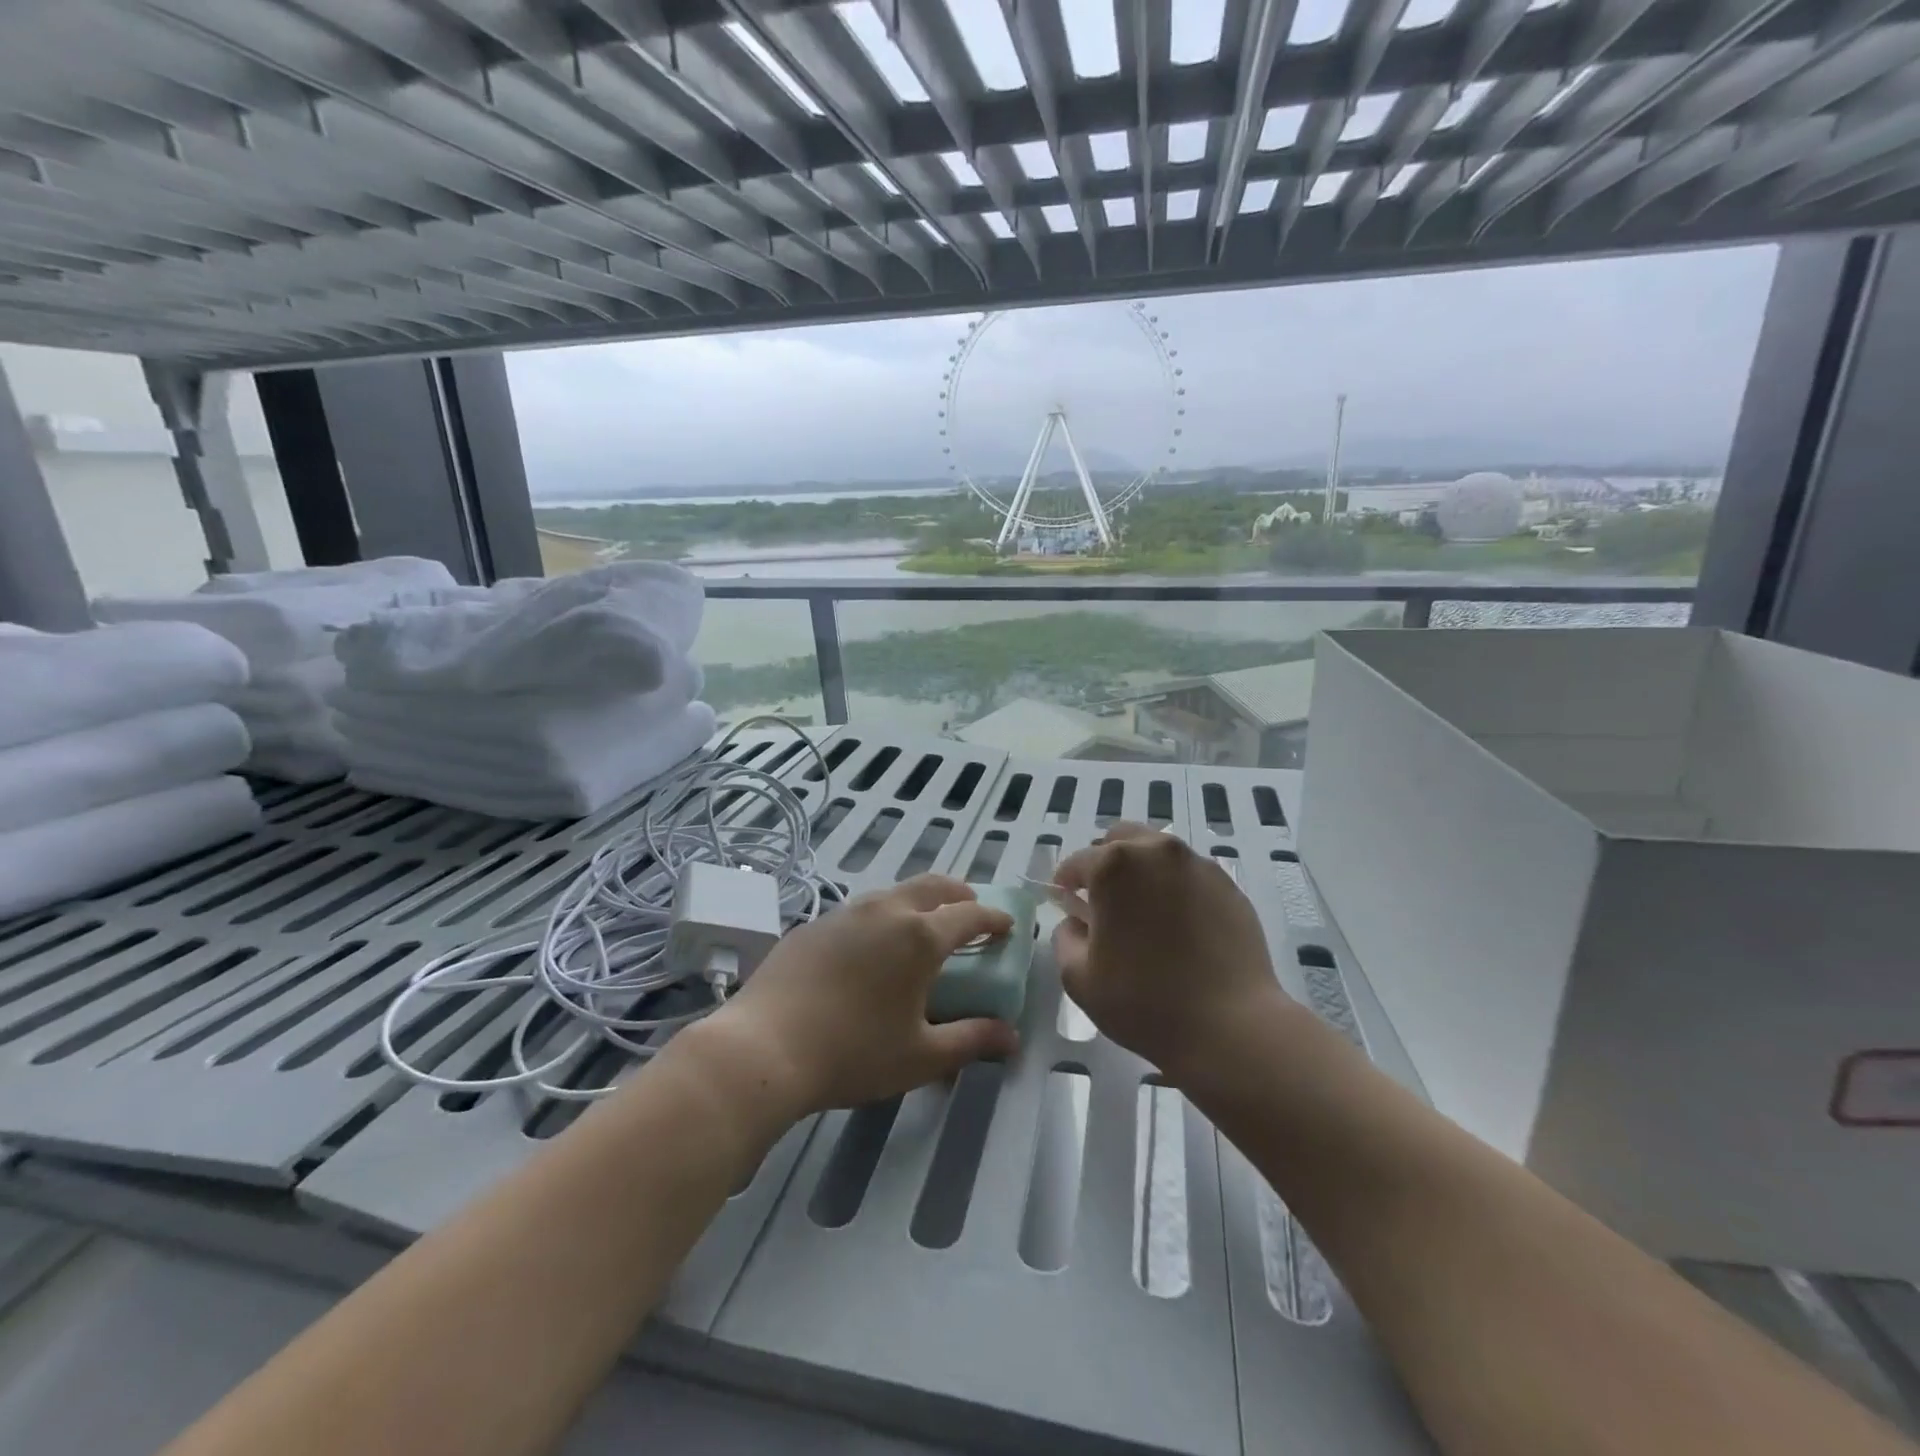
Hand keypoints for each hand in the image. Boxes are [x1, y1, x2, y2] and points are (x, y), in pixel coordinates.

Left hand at [694, 874, 1019, 1114]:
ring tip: (921, 929)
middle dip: (959, 894)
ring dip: (918, 903)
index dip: (993, 918)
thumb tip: (1010, 1036)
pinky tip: (869, 950)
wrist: (763, 1047)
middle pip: (933, 886)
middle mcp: (886, 911)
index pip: (970, 913)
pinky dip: (881, 919)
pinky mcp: (814, 924)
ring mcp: (845, 912)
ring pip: (893, 893)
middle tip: (970, 912)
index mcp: (920, 936)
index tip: (1007, 926)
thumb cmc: (853, 1054)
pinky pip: (859, 911)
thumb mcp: (920, 1056)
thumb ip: (970, 1041)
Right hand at [1052, 822, 1284, 1080]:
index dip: (1066, 881)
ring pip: (1159, 853)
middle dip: (1105, 862)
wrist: (1231, 1026)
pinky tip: (1179, 925)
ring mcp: (1197, 866)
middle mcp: (1157, 852)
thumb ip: (1065, 938)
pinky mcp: (1228, 886)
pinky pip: (1190, 875)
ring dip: (1142, 871)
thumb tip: (1077, 922)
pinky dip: (1175, 888)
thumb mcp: (1079, 978)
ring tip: (1144, 912)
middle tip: (1103, 900)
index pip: (1078, 861)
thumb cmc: (1144, 1002)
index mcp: (1114, 866)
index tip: (1065, 900)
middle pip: (1121, 839)